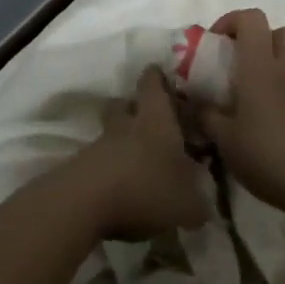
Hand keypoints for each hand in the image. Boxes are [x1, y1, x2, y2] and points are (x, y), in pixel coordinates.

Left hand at [68, 66, 212, 241]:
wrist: (82, 205)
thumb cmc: (145, 190)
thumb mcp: (186, 206)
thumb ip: (198, 206)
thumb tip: (204, 211)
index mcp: (156, 121)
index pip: (153, 85)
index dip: (156, 78)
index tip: (160, 73)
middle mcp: (126, 126)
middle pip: (124, 103)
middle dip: (134, 106)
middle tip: (149, 118)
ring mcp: (98, 146)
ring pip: (110, 132)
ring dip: (121, 140)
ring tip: (138, 160)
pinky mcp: (80, 169)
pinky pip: (98, 160)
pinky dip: (109, 168)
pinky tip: (120, 187)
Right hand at [203, 9, 284, 218]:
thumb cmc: (269, 158)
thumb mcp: (226, 142)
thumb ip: (207, 117)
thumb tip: (195, 103)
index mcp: (261, 68)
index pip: (252, 19)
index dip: (232, 20)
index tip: (216, 43)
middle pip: (282, 31)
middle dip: (261, 39)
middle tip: (240, 65)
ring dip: (275, 66)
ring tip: (255, 100)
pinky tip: (275, 123)